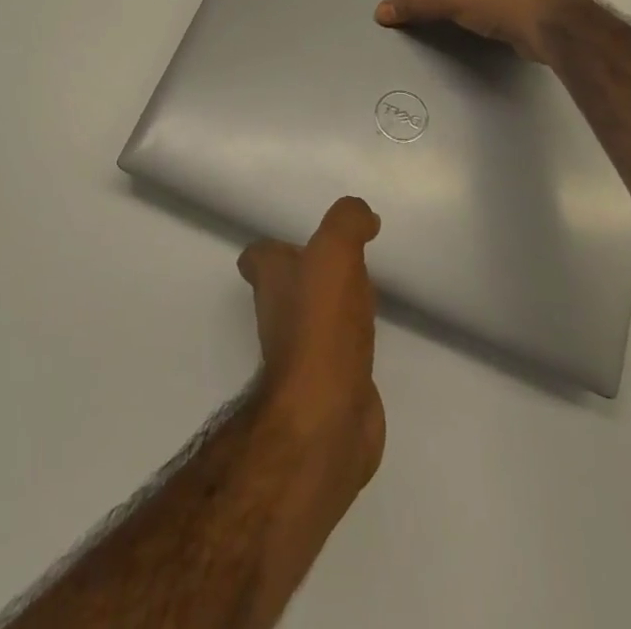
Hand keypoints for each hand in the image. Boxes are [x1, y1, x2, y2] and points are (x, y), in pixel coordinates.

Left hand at [238, 197, 384, 491]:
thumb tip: (363, 215)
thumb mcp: (335, 252)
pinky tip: (371, 336)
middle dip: (309, 273)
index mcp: (271, 279)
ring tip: (362, 293)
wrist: (326, 415)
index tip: (303, 241)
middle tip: (342, 263)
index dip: (275, 246)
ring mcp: (301, 353)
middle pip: (286, 286)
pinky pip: (337, 352)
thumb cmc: (321, 325)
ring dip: (332, 306)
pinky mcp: (327, 384)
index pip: (259, 255)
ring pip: (312, 318)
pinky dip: (350, 342)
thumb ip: (347, 221)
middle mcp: (278, 313)